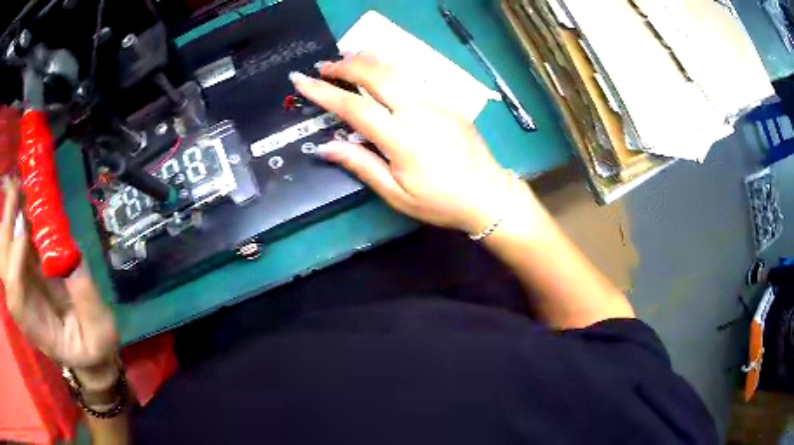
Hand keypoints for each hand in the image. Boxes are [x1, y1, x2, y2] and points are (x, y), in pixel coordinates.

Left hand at [0, 177, 117, 389]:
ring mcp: (21, 281)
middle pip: (4, 267)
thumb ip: (88, 306)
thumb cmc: (93, 345)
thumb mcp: (100, 336)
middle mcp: (21, 301)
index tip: (25, 236)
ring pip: (5, 248)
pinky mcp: (26, 265)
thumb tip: (75, 265)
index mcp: (35, 326)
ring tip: (19, 186)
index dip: (13, 266)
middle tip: (16, 191)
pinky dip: (15, 215)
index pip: (14, 296)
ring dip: (9, 215)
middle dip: (5, 229)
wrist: (84, 344)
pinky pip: (14, 237)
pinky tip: (23, 196)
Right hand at [291, 52, 516, 233]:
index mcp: (401, 140)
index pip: (354, 107)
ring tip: (347, 58)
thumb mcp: (396, 194)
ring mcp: (437, 103)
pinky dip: (391, 68)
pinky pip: (415, 78)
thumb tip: (325, 147)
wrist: (488, 195)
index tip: (302, 81)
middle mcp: (418, 113)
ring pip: (398, 70)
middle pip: (377, 76)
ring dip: (368, 60)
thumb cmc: (440, 202)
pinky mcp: (449, 102)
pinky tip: (381, 70)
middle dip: (346, 65)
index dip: (324, 92)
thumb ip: (360, 165)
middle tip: (324, 66)